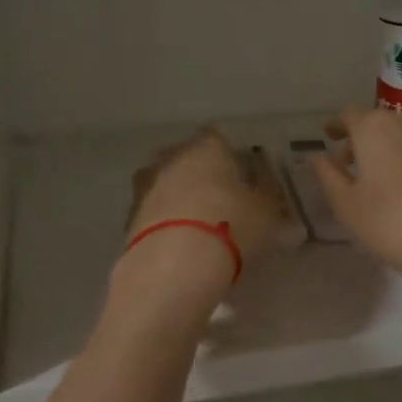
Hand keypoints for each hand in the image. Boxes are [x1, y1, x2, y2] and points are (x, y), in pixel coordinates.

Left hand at [125, 127, 292, 280]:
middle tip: (218, 195)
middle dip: (199, 173)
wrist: (175, 264)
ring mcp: (146, 188)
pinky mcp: (129, 219)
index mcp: (206, 149)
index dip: (228, 152)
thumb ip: (270, 201)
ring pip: (164, 183)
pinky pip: (152, 213)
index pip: (216, 136)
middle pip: (185, 157)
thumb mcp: (267, 215)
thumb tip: (273, 195)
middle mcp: (171, 159)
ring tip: (195, 221)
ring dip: (177, 197)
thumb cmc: (231, 226)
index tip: (239, 170)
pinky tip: (176, 241)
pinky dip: (163, 222)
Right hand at [310, 107, 401, 286]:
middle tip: (349, 163)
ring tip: (378, 174)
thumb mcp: (346, 204)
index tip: (329, 136)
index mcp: (374, 127)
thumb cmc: (390, 221)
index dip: (337, 125)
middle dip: (360, 138)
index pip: (349, 115)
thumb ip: (327, 175)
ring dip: (386, 146)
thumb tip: (316, 157)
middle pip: (377, 121)